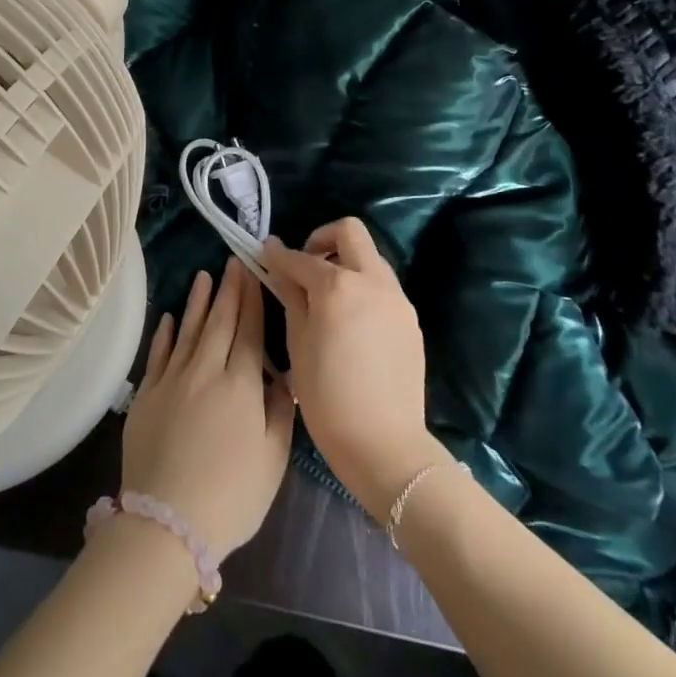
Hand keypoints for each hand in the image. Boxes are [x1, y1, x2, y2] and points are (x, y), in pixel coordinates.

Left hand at [121, 256, 295, 560]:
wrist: (167, 520)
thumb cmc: (232, 495)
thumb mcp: (274, 458)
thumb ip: (280, 410)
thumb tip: (284, 375)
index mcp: (241, 384)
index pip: (250, 331)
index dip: (252, 300)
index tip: (254, 272)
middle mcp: (206, 370)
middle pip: (220, 322)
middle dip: (229, 290)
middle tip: (232, 261)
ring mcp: (172, 379)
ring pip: (188, 330)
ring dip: (198, 302)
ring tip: (204, 277)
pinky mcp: (147, 394)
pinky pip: (158, 353)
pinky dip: (165, 333)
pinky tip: (169, 317)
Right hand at [260, 219, 449, 517]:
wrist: (385, 444)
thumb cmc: (328, 398)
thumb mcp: (297, 345)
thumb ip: (291, 297)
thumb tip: (281, 268)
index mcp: (338, 286)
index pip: (302, 258)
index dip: (279, 254)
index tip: (265, 252)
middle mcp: (372, 281)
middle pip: (350, 232)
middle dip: (322, 239)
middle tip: (305, 265)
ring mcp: (397, 299)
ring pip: (370, 257)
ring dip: (346, 262)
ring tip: (326, 295)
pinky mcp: (410, 319)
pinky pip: (383, 286)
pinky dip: (362, 286)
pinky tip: (349, 319)